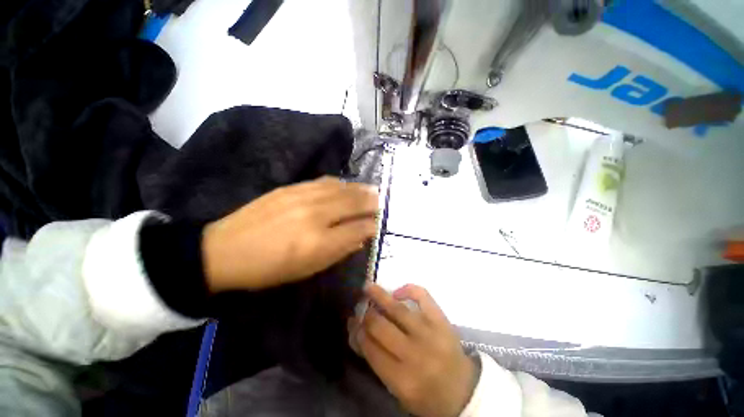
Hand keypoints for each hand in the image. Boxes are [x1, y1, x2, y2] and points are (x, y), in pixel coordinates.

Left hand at [202, 177, 377, 290]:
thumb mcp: (308, 269)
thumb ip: (339, 251)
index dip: (372, 225)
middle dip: (371, 202)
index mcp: (320, 242)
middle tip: (382, 202)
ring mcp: (303, 197)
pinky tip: (347, 184)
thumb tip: (359, 237)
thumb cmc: (270, 268)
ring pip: (341, 189)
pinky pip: (324, 181)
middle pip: (353, 203)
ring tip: (372, 190)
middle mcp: (316, 215)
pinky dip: (340, 183)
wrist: (225, 250)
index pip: (358, 228)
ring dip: (360, 189)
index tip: (379, 224)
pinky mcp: (292, 188)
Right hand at [351, 283, 476, 416]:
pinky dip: (409, 289)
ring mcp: (430, 334)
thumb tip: (357, 334)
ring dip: (379, 296)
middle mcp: (415, 355)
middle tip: (360, 307)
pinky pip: (423, 297)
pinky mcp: (441, 320)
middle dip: (366, 316)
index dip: (357, 333)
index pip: (371, 349)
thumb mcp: (398, 389)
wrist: (464, 391)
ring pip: (398, 310)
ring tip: (368, 287)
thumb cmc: (427, 395)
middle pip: (381, 327)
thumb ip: (376, 362)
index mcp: (403, 380)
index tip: (352, 321)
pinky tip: (397, 291)